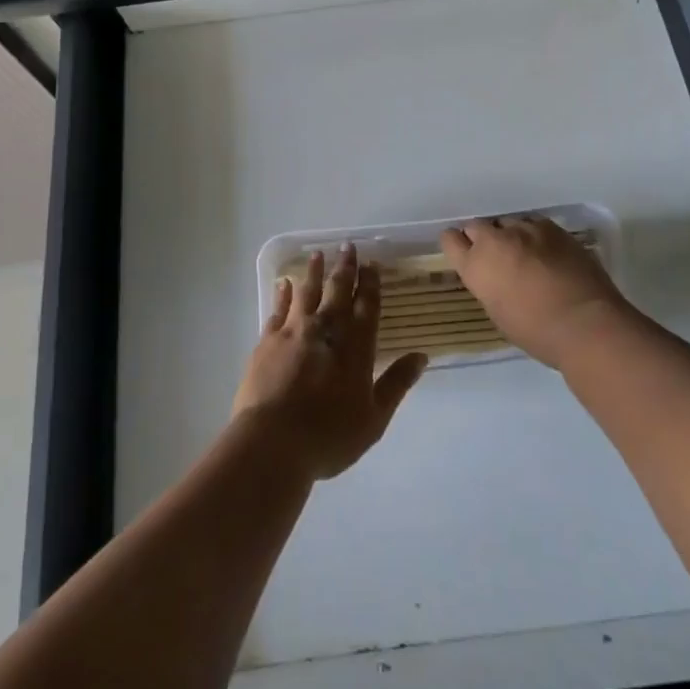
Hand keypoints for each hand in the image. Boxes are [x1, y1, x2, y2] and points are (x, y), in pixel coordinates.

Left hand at [233, 245, 427, 481]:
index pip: (366, 306)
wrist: (272, 443)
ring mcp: (294, 332)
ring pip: (307, 292)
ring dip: (314, 272)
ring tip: (318, 254)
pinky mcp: (267, 341)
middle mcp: (326, 330)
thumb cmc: (328, 436)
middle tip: (347, 245)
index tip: (372, 263)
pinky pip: (277, 309)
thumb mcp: (374, 419)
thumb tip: (422, 356)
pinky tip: (284, 283)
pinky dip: (282, 294)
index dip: (370, 284)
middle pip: (337, 291)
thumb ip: (396, 384)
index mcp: (355, 347)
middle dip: (345, 267)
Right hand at [440, 216, 632, 368]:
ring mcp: (524, 229)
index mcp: (475, 266)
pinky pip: (534, 223)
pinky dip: (536, 235)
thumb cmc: (537, 333)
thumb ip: (489, 285)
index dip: (457, 245)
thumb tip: (495, 276)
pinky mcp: (552, 227)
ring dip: (511, 236)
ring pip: (507, 223)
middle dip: (483, 238)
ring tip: (527, 254)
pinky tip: (548, 252)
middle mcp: (494, 241)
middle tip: (498, 257)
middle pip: (477, 226)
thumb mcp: (498, 312)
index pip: (450, 239)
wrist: (585, 323)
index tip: (466, 254)